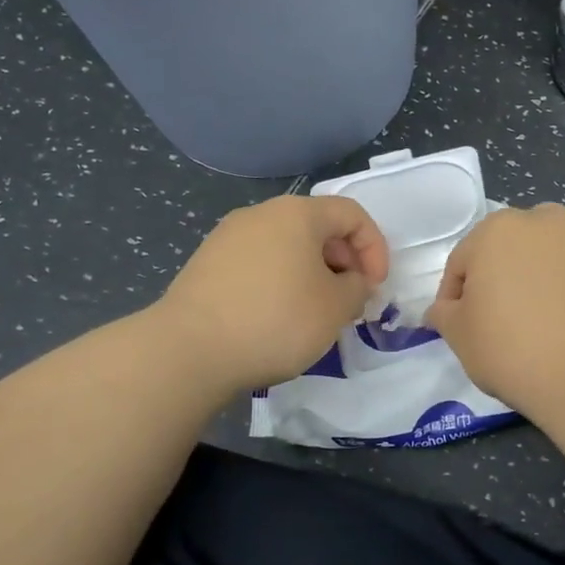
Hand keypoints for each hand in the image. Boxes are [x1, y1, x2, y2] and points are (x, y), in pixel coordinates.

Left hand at [158, 195, 387, 392]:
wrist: (189, 350)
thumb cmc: (276, 320)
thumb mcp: (336, 308)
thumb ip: (358, 288)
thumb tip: (351, 282)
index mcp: (297, 214)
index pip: (351, 214)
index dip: (375, 247)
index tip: (375, 286)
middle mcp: (261, 214)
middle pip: (317, 227)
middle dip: (344, 261)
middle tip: (350, 301)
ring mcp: (228, 237)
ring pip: (287, 246)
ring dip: (312, 273)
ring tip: (317, 312)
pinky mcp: (207, 264)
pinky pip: (259, 263)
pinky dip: (281, 282)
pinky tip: (278, 317)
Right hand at [425, 203, 564, 419]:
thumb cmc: (512, 351)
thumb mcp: (459, 336)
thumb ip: (443, 313)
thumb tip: (443, 308)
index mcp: (495, 230)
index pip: (462, 262)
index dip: (456, 297)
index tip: (461, 326)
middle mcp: (542, 219)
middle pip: (508, 249)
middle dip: (501, 277)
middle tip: (502, 320)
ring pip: (548, 253)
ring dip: (539, 274)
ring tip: (542, 317)